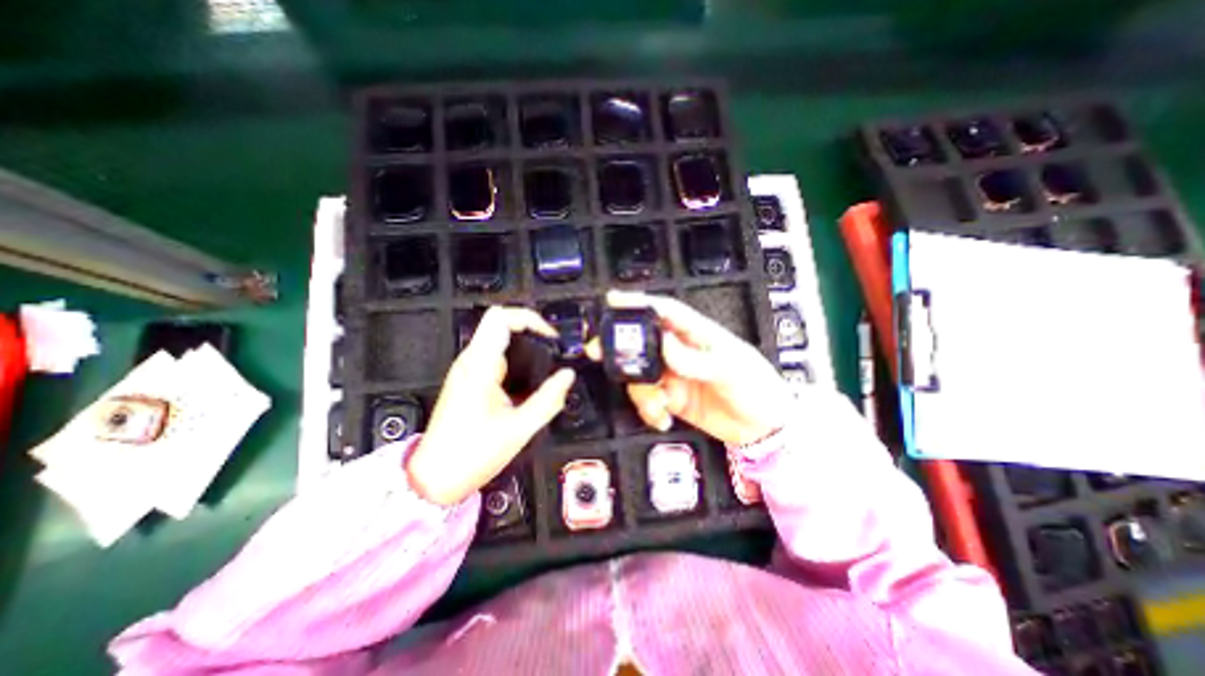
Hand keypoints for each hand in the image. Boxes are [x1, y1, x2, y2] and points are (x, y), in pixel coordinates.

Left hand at [405, 306, 572, 506]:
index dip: (530, 318)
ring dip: (523, 343)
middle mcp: (470, 361)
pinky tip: (530, 377)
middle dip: (529, 328)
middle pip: (499, 322)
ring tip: (547, 362)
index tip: (551, 337)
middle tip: (553, 347)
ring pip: (497, 337)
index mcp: (479, 366)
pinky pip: (494, 354)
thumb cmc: (472, 454)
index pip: (501, 318)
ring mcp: (467, 369)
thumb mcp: (519, 429)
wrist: (435, 477)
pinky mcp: (468, 379)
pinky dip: (515, 356)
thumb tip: (568, 376)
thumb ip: (548, 399)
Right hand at [589, 288, 796, 443]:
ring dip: (640, 391)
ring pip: (640, 374)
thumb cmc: (756, 387)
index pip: (665, 312)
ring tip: (658, 407)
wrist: (764, 428)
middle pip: (643, 341)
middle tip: (599, 352)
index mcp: (698, 334)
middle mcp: (681, 352)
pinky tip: (662, 419)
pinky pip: (648, 399)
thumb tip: (665, 343)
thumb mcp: (730, 369)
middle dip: (620, 347)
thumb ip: (695, 359)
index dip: (639, 302)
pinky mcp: (672, 398)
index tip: (613, 299)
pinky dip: (648, 410)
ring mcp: (674, 375)